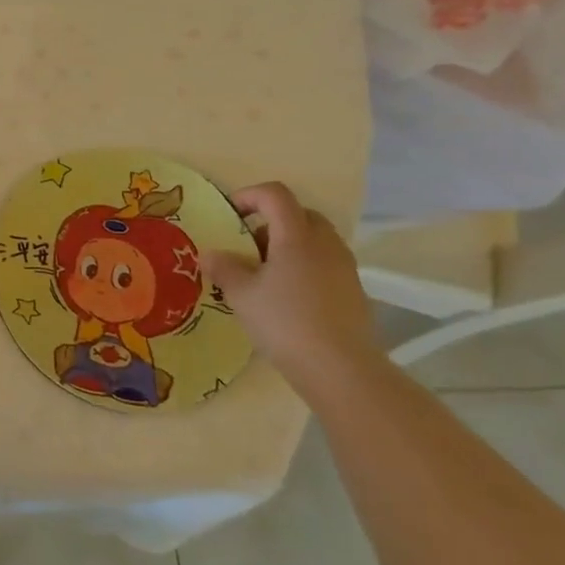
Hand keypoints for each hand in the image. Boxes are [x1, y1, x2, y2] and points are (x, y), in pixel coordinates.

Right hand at [203, 182, 375, 388]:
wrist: (341, 370)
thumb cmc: (285, 322)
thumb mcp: (241, 294)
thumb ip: (223, 268)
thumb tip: (210, 254)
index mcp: (296, 236)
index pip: (275, 194)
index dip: (249, 196)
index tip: (229, 215)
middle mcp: (325, 244)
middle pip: (300, 213)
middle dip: (271, 221)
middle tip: (249, 245)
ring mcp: (344, 268)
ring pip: (315, 239)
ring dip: (288, 245)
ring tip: (265, 274)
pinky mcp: (353, 292)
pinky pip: (325, 263)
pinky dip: (304, 267)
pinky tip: (287, 297)